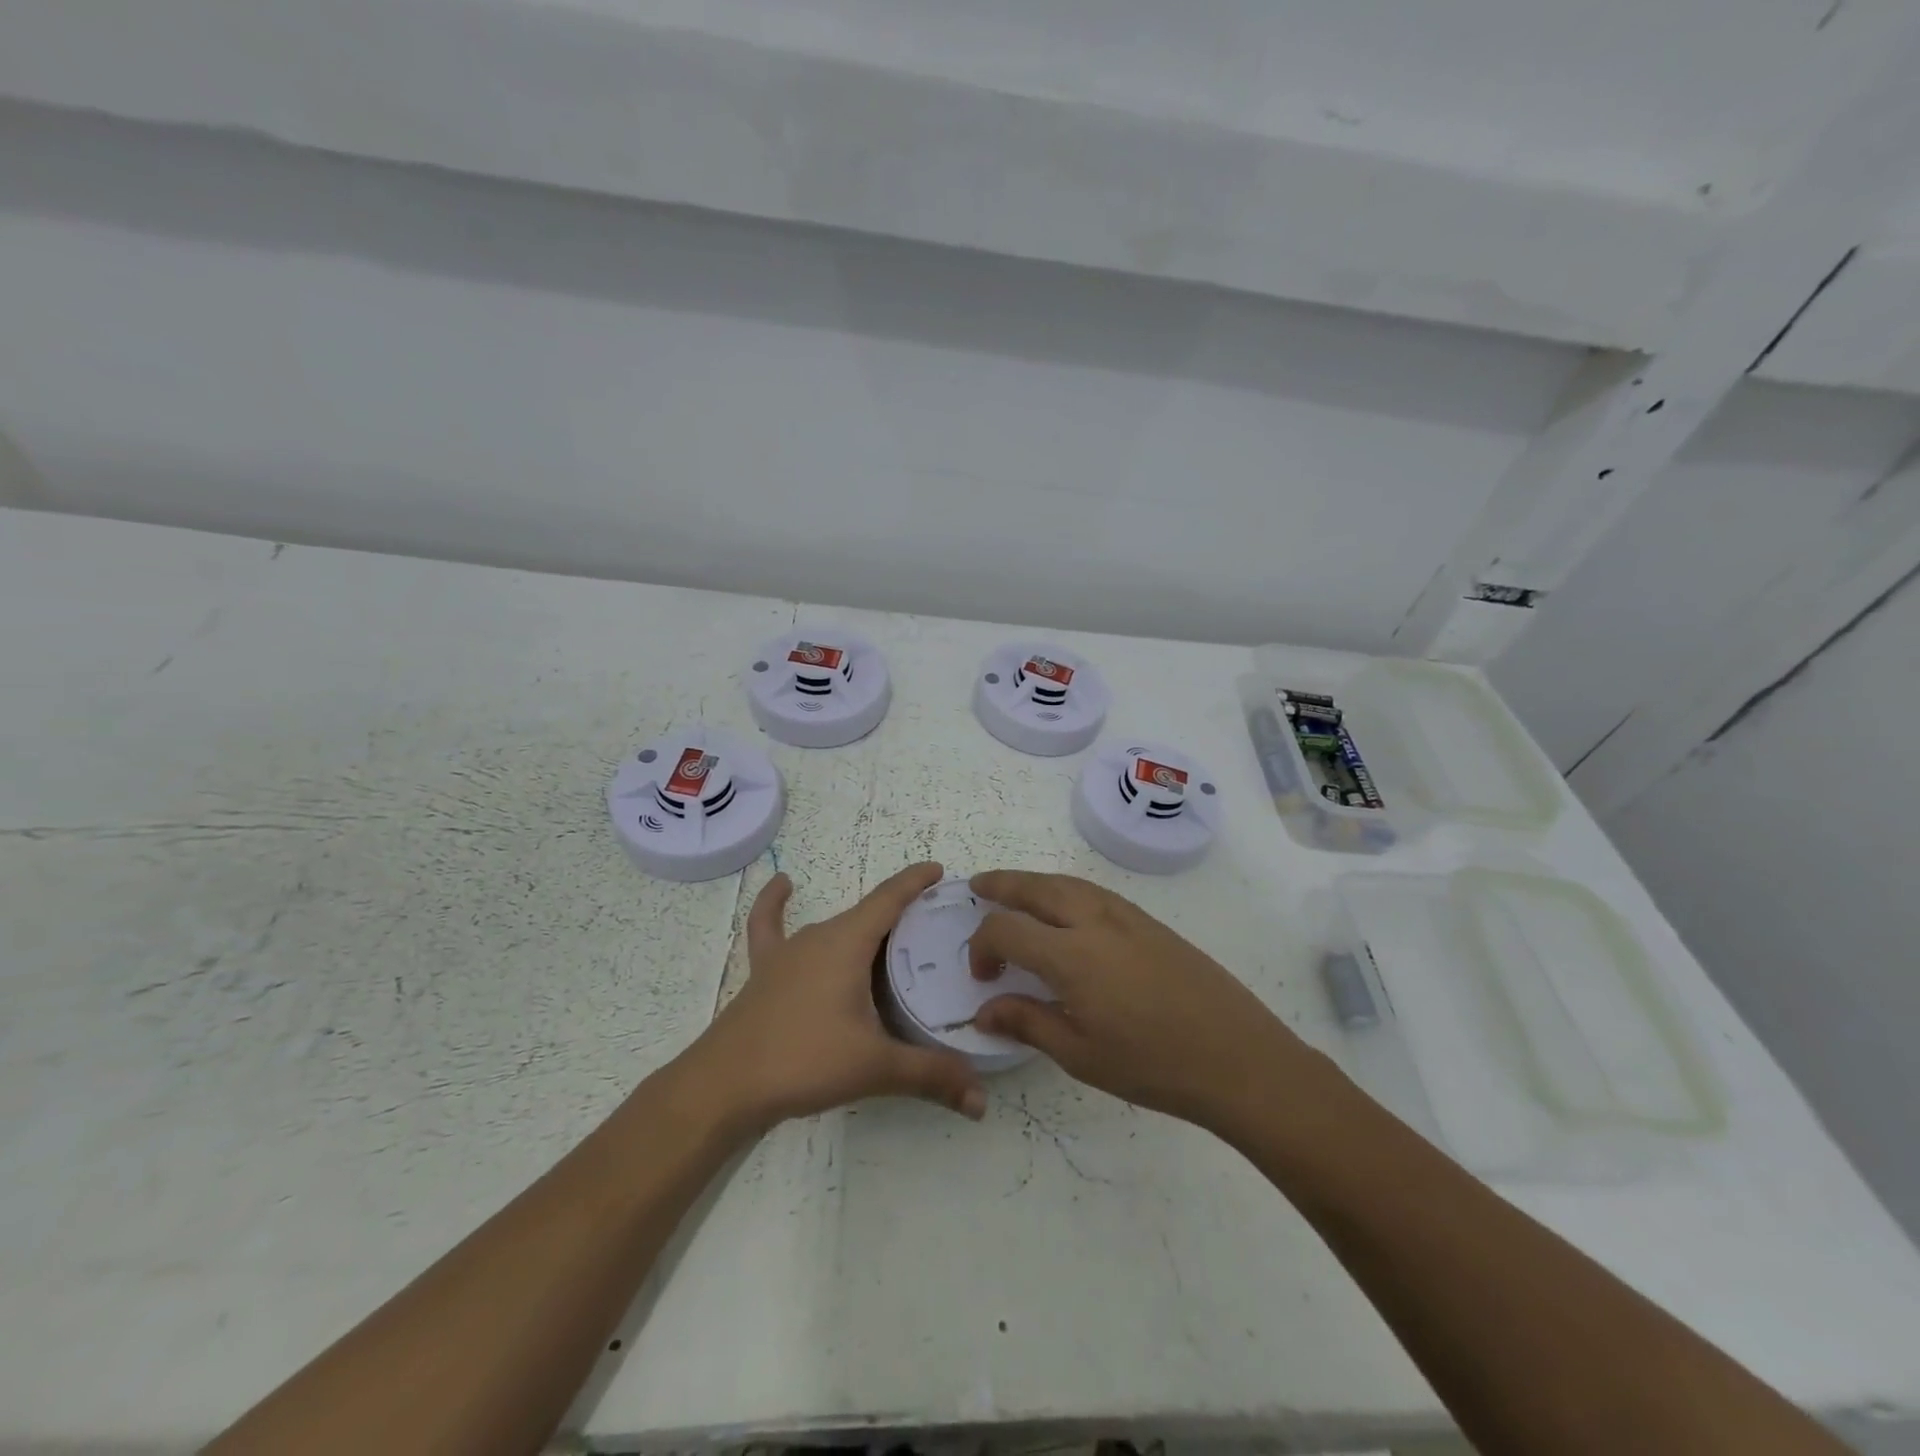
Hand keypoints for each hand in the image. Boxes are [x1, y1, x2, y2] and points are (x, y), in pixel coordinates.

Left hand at [687, 862, 986, 1132]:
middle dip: (901, 913)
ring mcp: (788, 952)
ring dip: (862, 926)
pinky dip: (775, 903)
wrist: (724, 1085)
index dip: (916, 882)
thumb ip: (930, 1076)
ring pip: (834, 928)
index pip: (890, 899)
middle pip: (867, 915)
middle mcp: (820, 936)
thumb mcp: (874, 1067)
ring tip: (891, 936)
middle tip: (935, 928)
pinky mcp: (765, 972)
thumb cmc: (804, 1060)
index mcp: (848, 943)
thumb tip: (982, 1101)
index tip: (940, 870)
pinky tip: (783, 885)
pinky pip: (770, 927)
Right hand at [967, 870, 1317, 1129]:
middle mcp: (1093, 921)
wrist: (1237, 1056)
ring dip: (1033, 881)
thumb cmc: (1153, 1065)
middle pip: (1035, 886)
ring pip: (1066, 881)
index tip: (984, 977)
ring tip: (1014, 891)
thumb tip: (985, 1010)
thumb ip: (1027, 1022)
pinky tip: (1066, 909)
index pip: (1006, 929)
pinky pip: (1094, 890)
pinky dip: (1066, 888)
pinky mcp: (1149, 921)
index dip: (983, 947)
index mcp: (1070, 955)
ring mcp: (1126, 915)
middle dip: (1001, 884)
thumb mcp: (1080, 1055)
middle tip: (978, 886)